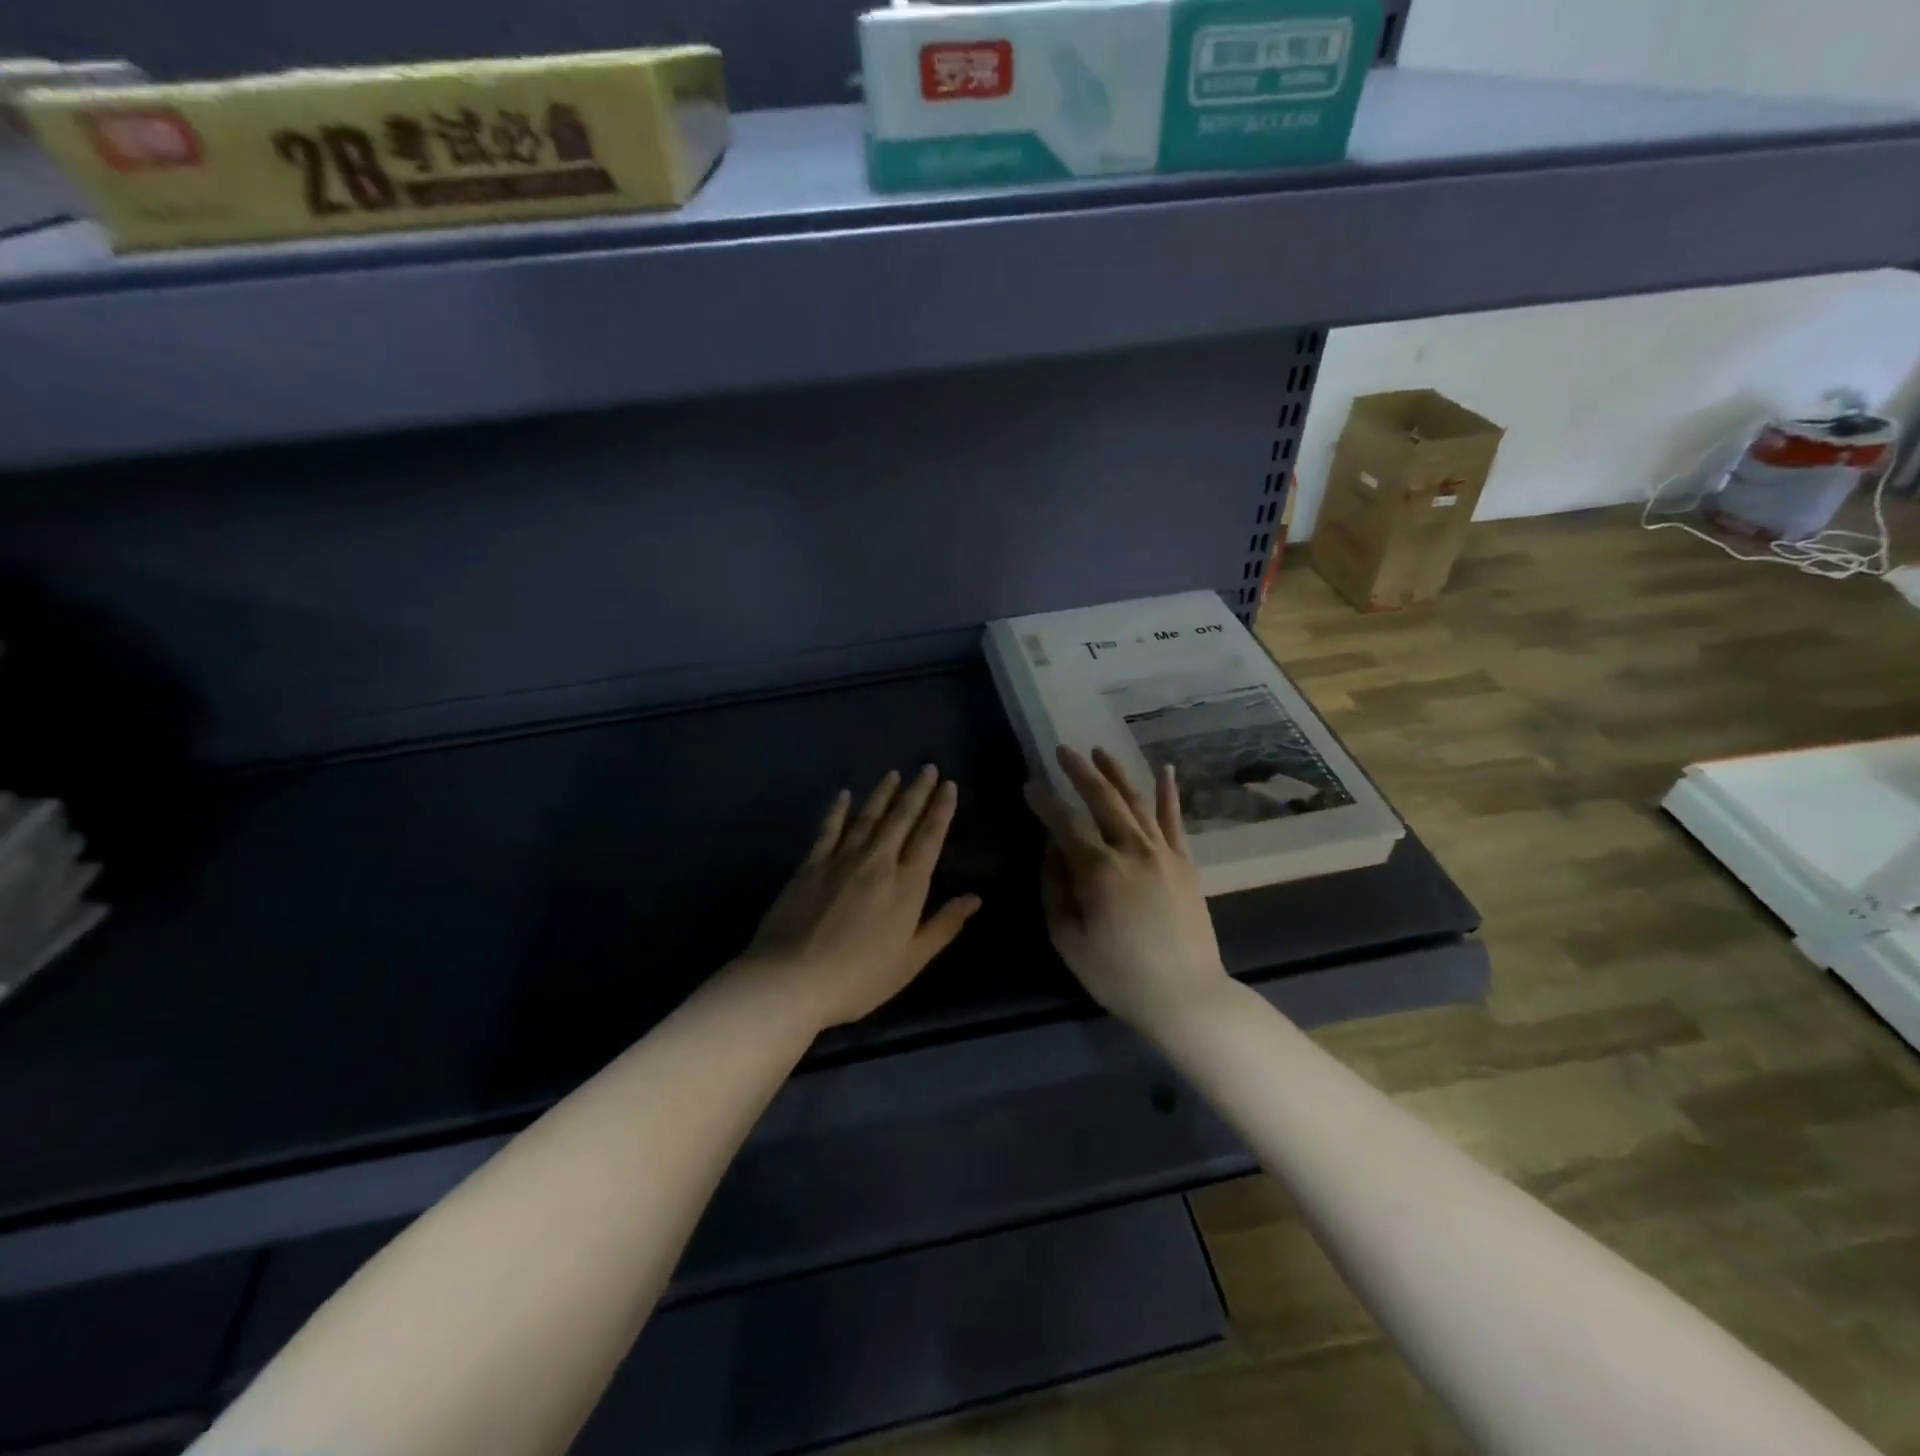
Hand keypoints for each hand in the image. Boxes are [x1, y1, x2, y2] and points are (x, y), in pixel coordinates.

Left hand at [738, 766, 980, 1030]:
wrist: (790, 979)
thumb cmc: (858, 978)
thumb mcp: (911, 961)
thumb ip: (943, 926)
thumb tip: (975, 897)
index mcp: (907, 886)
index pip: (929, 838)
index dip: (941, 810)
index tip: (948, 785)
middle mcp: (878, 863)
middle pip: (901, 819)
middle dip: (917, 792)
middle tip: (927, 768)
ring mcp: (841, 860)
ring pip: (868, 818)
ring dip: (883, 794)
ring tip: (894, 774)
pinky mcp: (810, 865)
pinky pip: (828, 830)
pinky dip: (838, 811)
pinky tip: (844, 795)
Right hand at [1025, 746, 1229, 1029]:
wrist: (1186, 996)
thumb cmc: (1118, 975)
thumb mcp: (1068, 939)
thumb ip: (1055, 888)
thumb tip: (1051, 849)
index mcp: (1099, 870)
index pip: (1065, 823)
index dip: (1043, 802)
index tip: (1029, 785)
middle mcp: (1133, 850)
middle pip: (1102, 799)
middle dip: (1079, 772)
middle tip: (1062, 750)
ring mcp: (1164, 853)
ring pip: (1137, 801)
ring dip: (1116, 773)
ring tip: (1099, 751)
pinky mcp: (1185, 863)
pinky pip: (1175, 820)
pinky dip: (1168, 793)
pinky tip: (1164, 770)